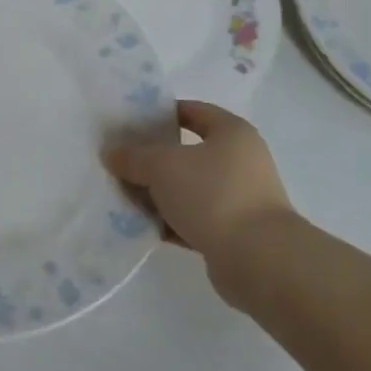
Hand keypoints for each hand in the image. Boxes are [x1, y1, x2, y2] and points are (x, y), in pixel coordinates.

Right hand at [106, 100, 297, 304]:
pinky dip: (169, 221)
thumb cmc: (213, 194)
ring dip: (157, 193)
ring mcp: (238, 198)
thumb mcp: (162, 166)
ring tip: (122, 196)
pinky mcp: (233, 232)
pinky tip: (140, 226)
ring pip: (187, 188)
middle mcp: (240, 162)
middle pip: (187, 153)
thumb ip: (133, 157)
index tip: (130, 123)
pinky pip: (192, 218)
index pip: (193, 111)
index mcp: (232, 133)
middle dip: (152, 159)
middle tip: (120, 162)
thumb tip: (112, 154)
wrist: (258, 259)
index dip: (161, 114)